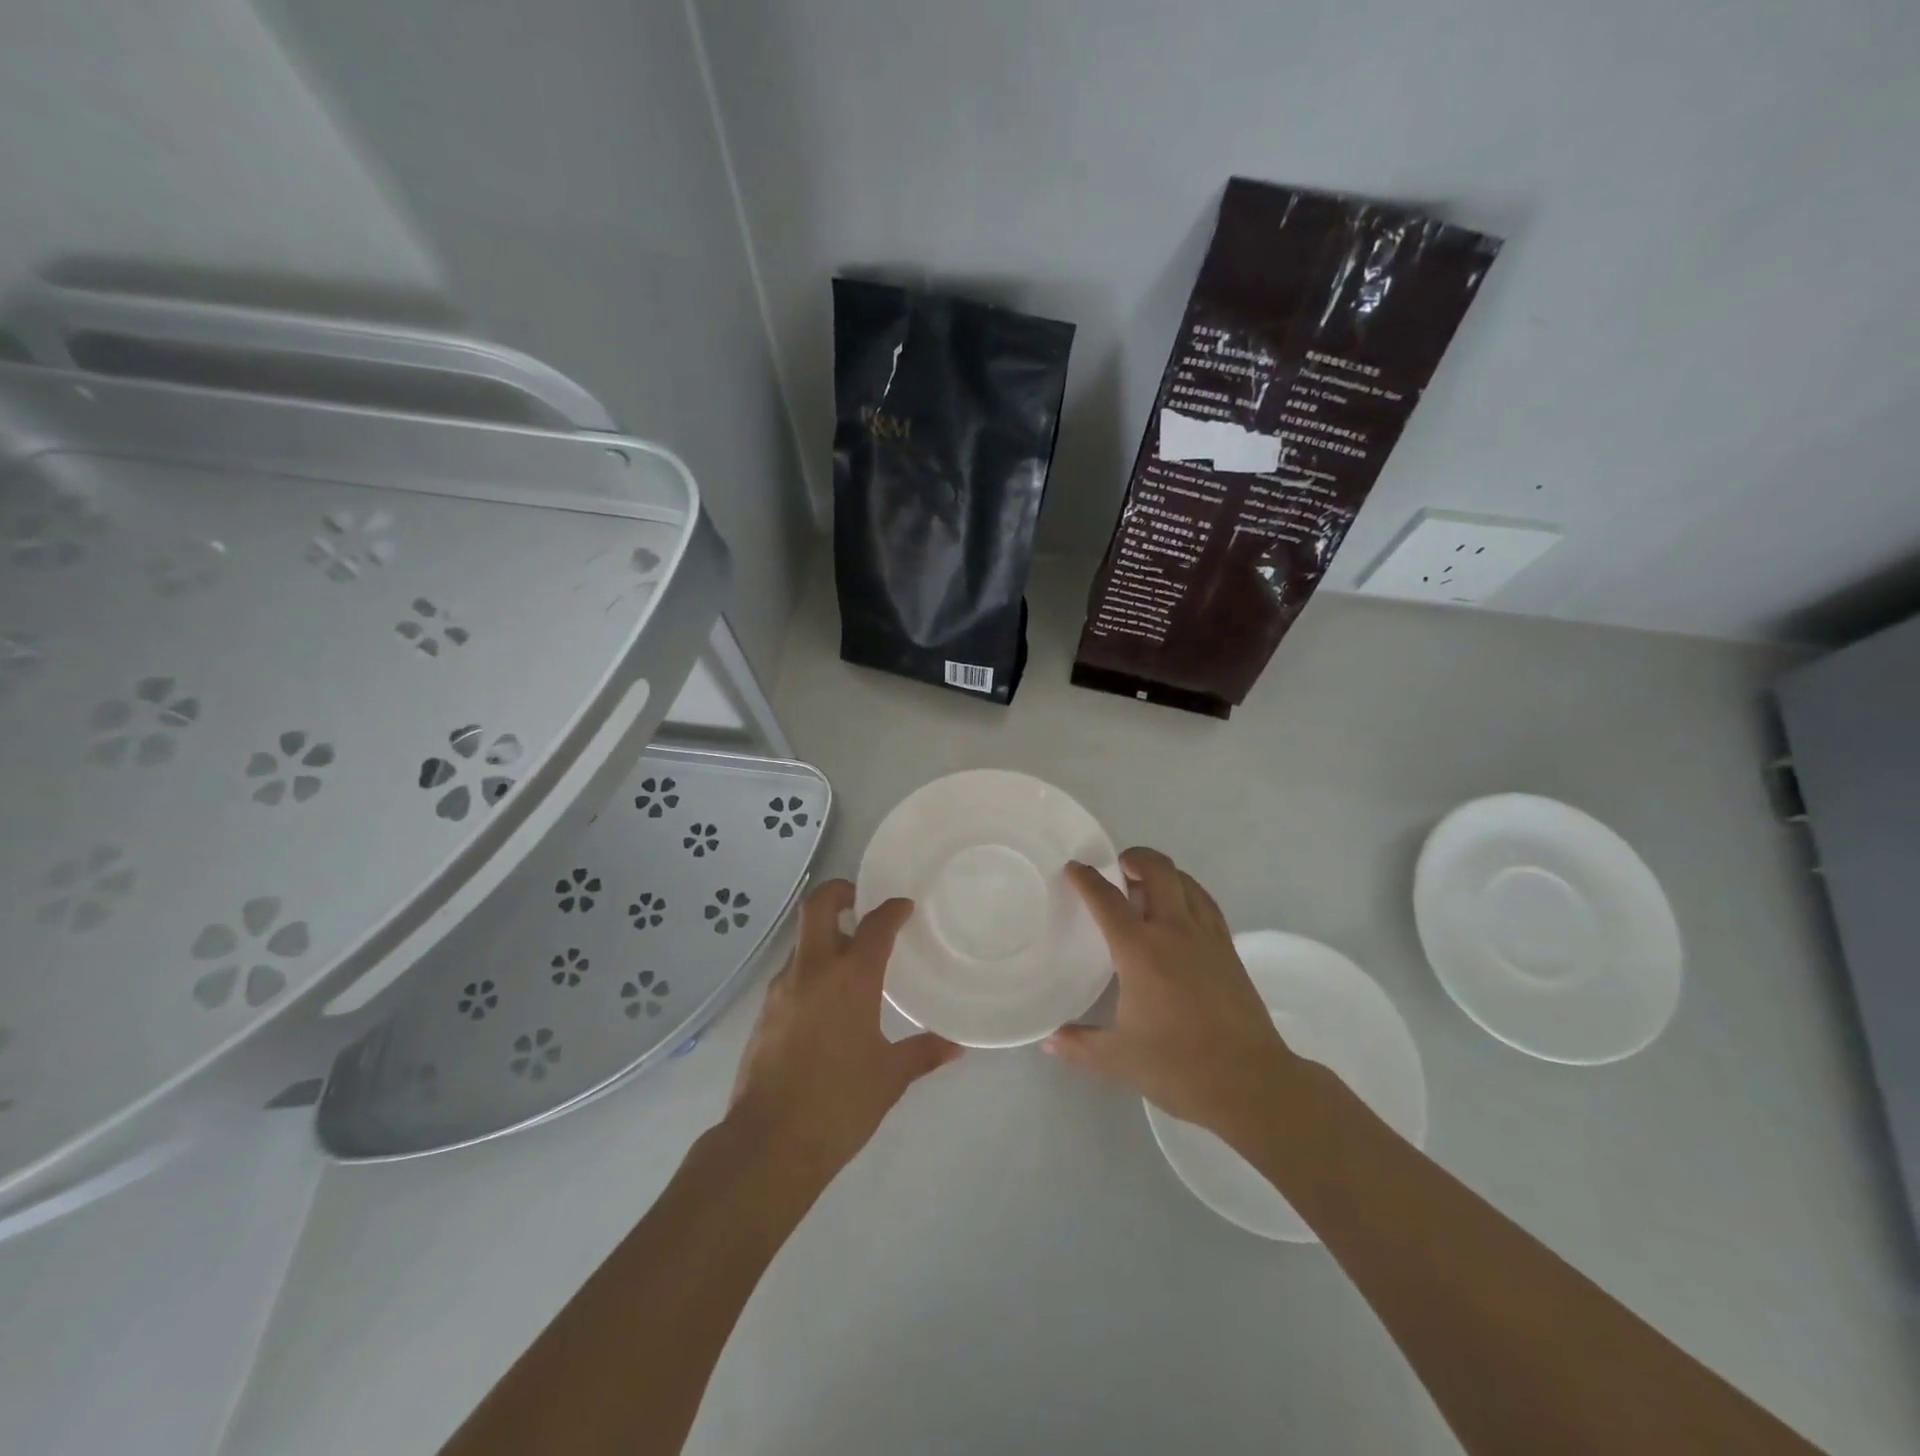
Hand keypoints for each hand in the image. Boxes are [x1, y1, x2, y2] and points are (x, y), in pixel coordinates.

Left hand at [728, 880, 960, 1178]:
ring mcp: (782, 989)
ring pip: (801, 940)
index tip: (904, 907)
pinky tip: (827, 999)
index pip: (875, 925)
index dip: (892, 909)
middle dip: (838, 892)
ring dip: (824, 935)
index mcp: (851, 978)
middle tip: (859, 900)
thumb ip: (923, 1053)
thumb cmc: (839, 1104)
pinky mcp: (764, 1011)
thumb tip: (956, 1046)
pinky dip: (810, 968)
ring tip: (850, 957)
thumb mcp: (889, 1077)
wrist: (769, 1144)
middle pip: (818, 906)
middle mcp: (813, 970)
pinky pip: (791, 972)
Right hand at [1046, 848, 1301, 1145]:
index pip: (1106, 899)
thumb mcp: (1117, 1059)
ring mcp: (1206, 937)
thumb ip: (1078, 1045)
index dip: (1086, 879)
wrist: (1250, 1082)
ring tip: (1148, 884)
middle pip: (1157, 871)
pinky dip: (1189, 893)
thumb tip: (1048, 1041)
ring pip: (1186, 882)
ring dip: (1164, 873)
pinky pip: (1206, 904)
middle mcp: (1173, 931)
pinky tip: (1182, 910)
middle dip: (1135, 858)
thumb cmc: (1178, 1066)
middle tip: (1119, 867)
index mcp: (1139, 950)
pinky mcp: (1229, 950)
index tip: (1075, 868)